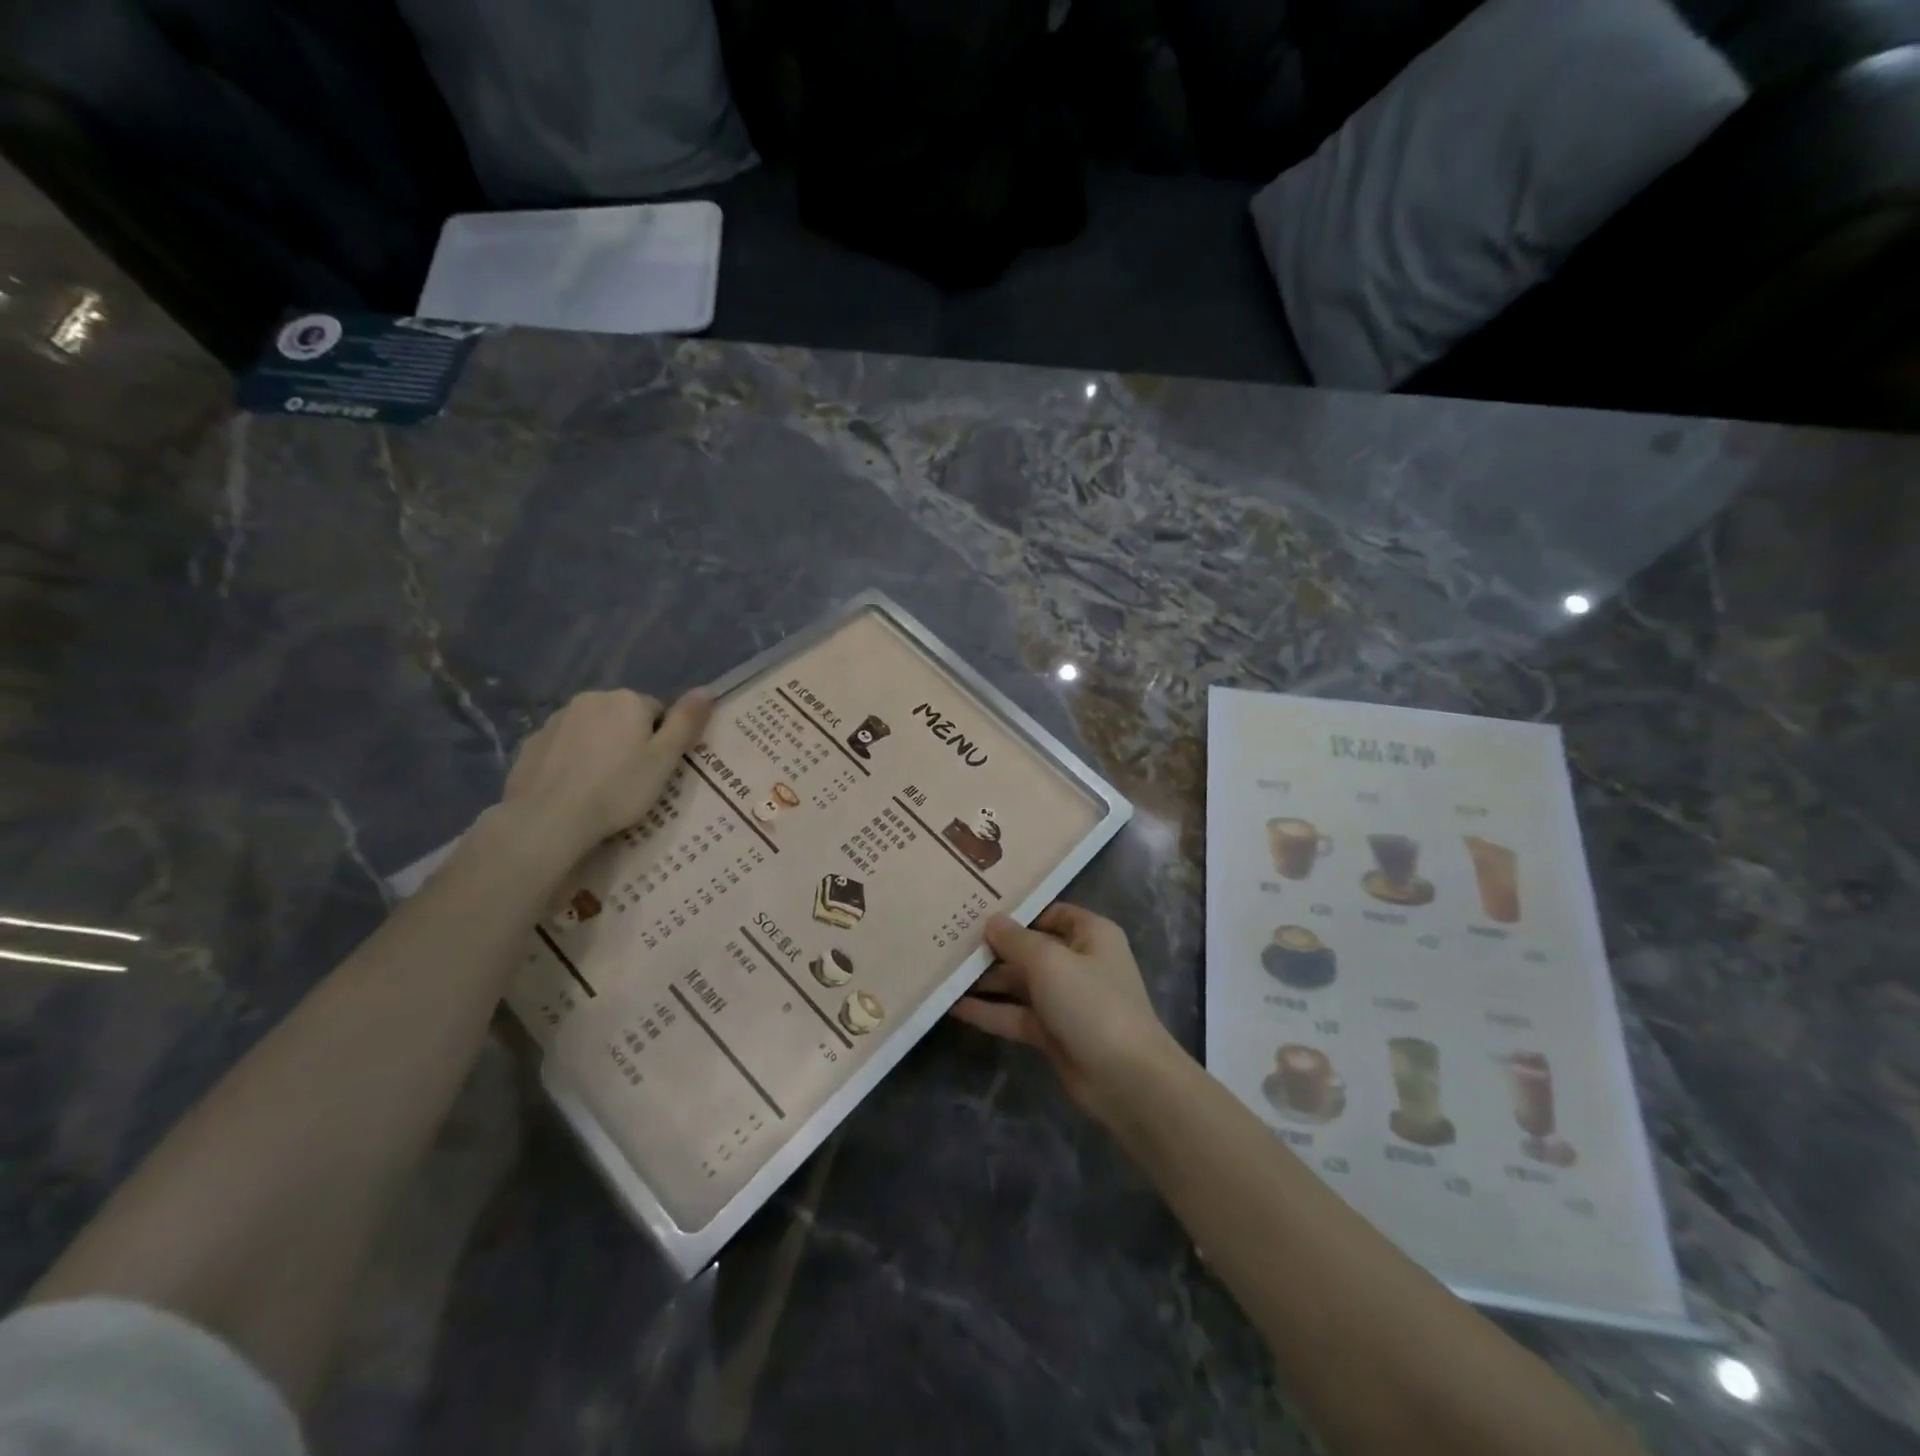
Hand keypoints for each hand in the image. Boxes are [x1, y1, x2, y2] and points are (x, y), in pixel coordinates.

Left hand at [500, 688, 712, 858]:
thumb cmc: (618, 789)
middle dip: (630, 740)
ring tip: (602, 786)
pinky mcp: (532, 743)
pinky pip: (565, 746)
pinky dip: (573, 760)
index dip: (662, 741)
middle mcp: (590, 699)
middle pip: (623, 717)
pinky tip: (574, 788)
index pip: (658, 712)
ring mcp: (556, 720)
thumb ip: (686, 722)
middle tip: (633, 779)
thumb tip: (707, 690)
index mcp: (627, 700)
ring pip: (592, 730)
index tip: (656, 769)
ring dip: (601, 748)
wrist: (549, 819)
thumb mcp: (664, 760)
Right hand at [949, 903, 1178, 1126]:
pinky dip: (988, 1010)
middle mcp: (1079, 962)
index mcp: (1090, 934)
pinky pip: (1015, 1014)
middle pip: (1030, 948)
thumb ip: (1015, 940)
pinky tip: (953, 1005)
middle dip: (994, 947)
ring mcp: (1065, 1000)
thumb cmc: (1091, 1002)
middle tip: (949, 940)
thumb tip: (991, 921)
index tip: (978, 910)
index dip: (1018, 912)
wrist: (1126, 1078)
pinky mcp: (1052, 1033)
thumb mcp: (1050, 962)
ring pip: (1019, 983)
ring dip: (986, 980)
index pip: (1050, 913)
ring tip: (943, 970)